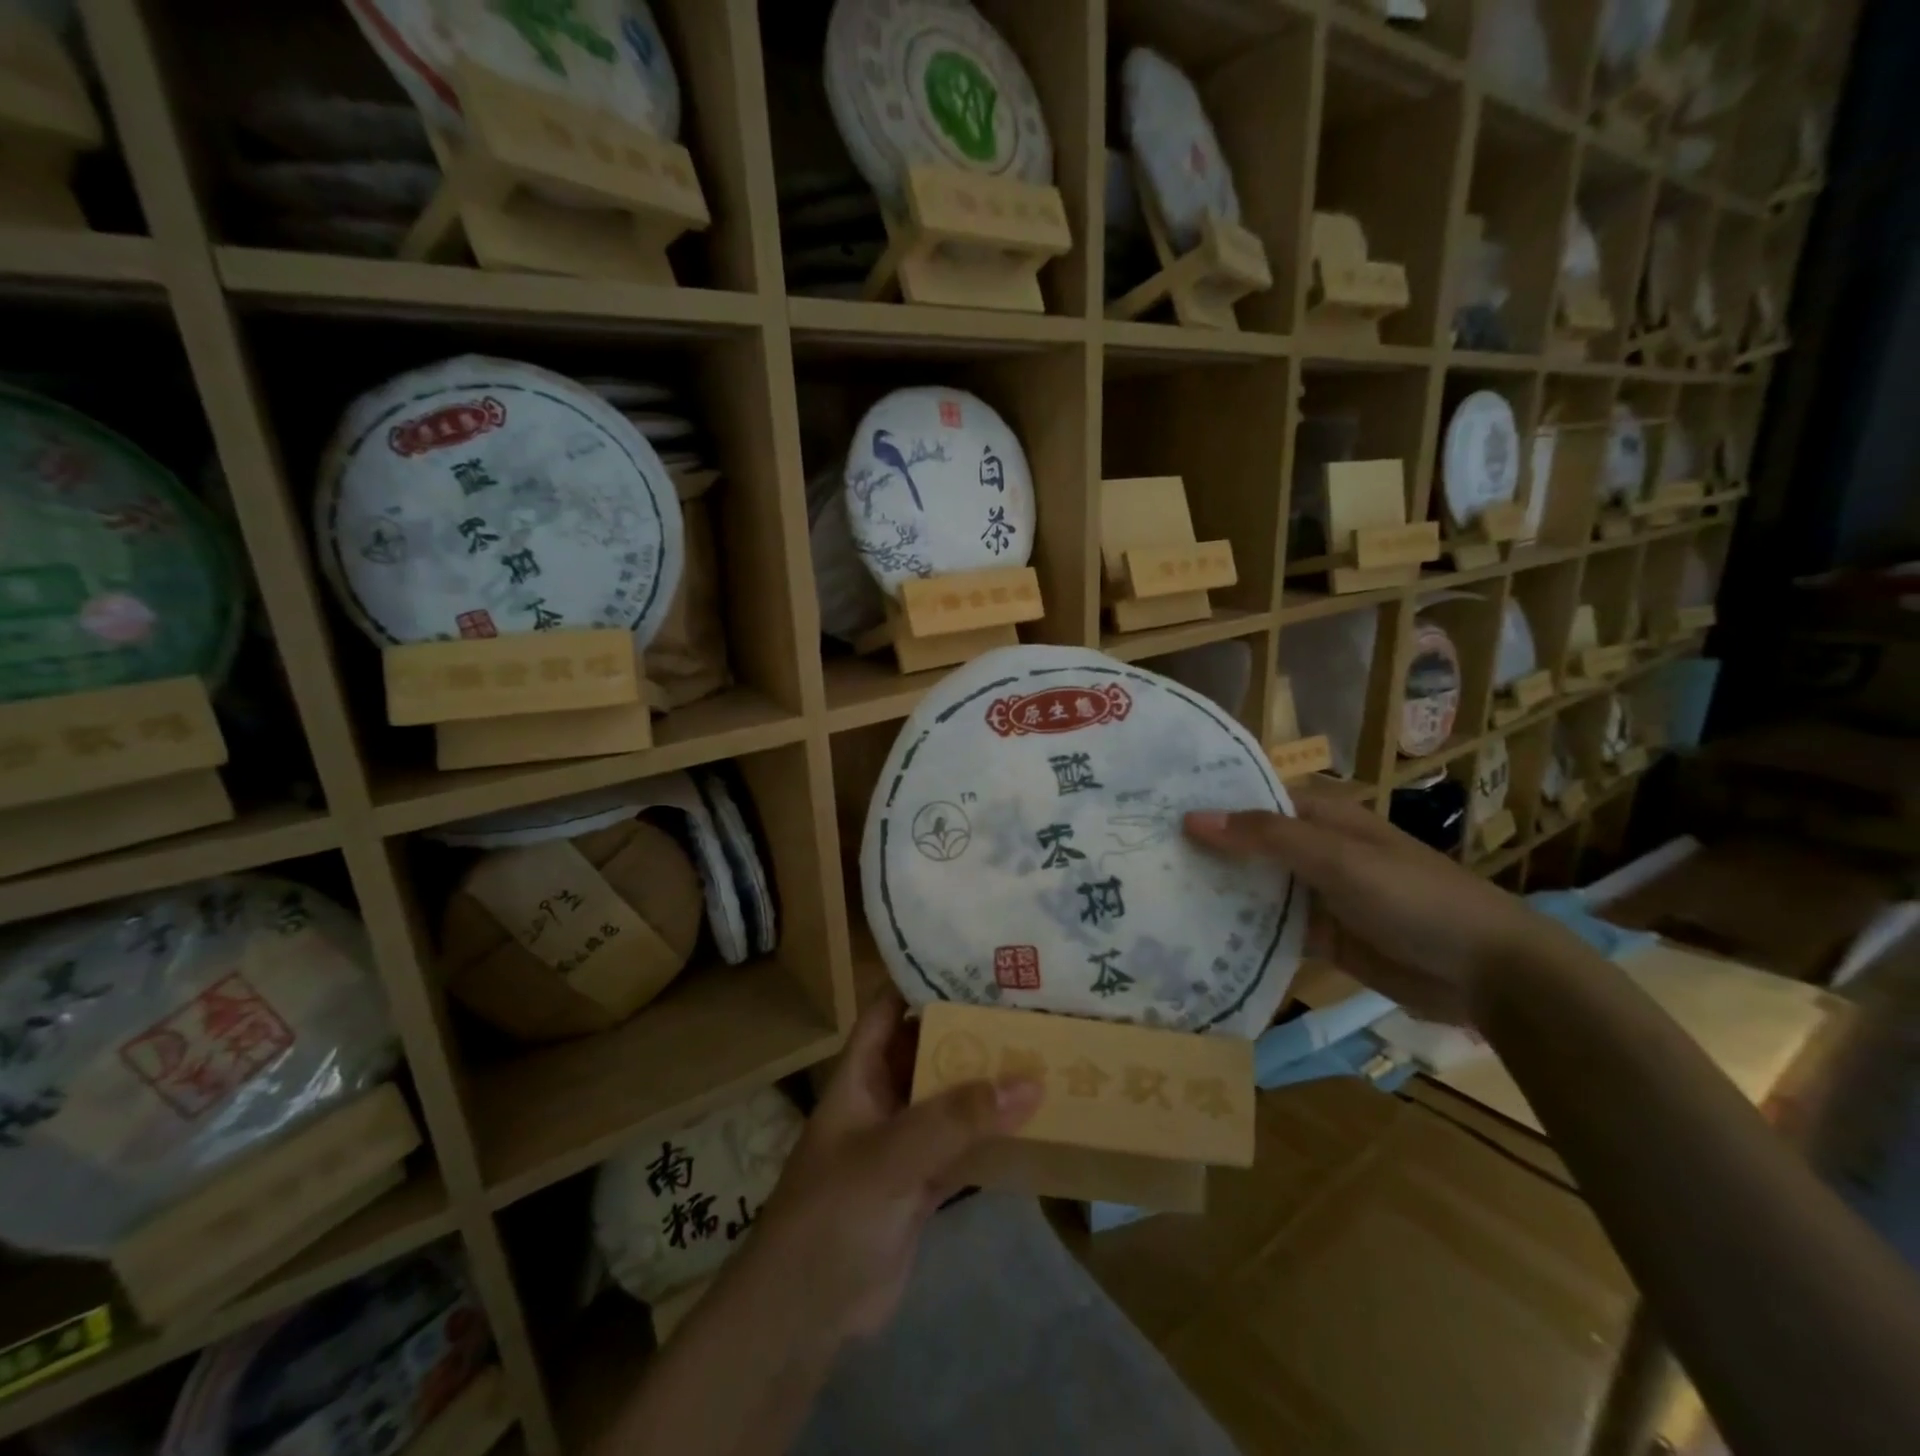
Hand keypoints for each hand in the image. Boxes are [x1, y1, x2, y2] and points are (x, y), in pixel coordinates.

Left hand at [746, 996, 1042, 1348]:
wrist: (803, 1315)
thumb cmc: (832, 1213)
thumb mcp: (891, 1156)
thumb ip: (957, 1118)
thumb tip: (1030, 1080)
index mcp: (861, 1072)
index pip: (890, 1007)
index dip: (924, 980)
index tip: (978, 962)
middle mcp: (884, 1097)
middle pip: (930, 1050)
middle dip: (972, 1030)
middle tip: (1030, 1006)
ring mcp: (904, 1142)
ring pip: (951, 1099)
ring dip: (988, 1083)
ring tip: (1042, 1051)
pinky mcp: (923, 1184)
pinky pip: (964, 1147)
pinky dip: (992, 1136)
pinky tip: (1034, 1122)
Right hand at [1184, 787, 1569, 1023]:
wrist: (1487, 973)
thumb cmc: (1413, 897)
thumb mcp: (1338, 859)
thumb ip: (1266, 837)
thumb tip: (1192, 817)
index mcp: (1322, 818)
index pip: (1253, 801)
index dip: (1209, 802)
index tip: (1153, 808)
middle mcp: (1314, 852)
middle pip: (1249, 846)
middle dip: (1204, 850)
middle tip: (1140, 854)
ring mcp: (1317, 897)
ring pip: (1256, 889)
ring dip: (1218, 891)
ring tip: (1155, 894)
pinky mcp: (1322, 939)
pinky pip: (1272, 930)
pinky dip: (1241, 932)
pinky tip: (1197, 936)